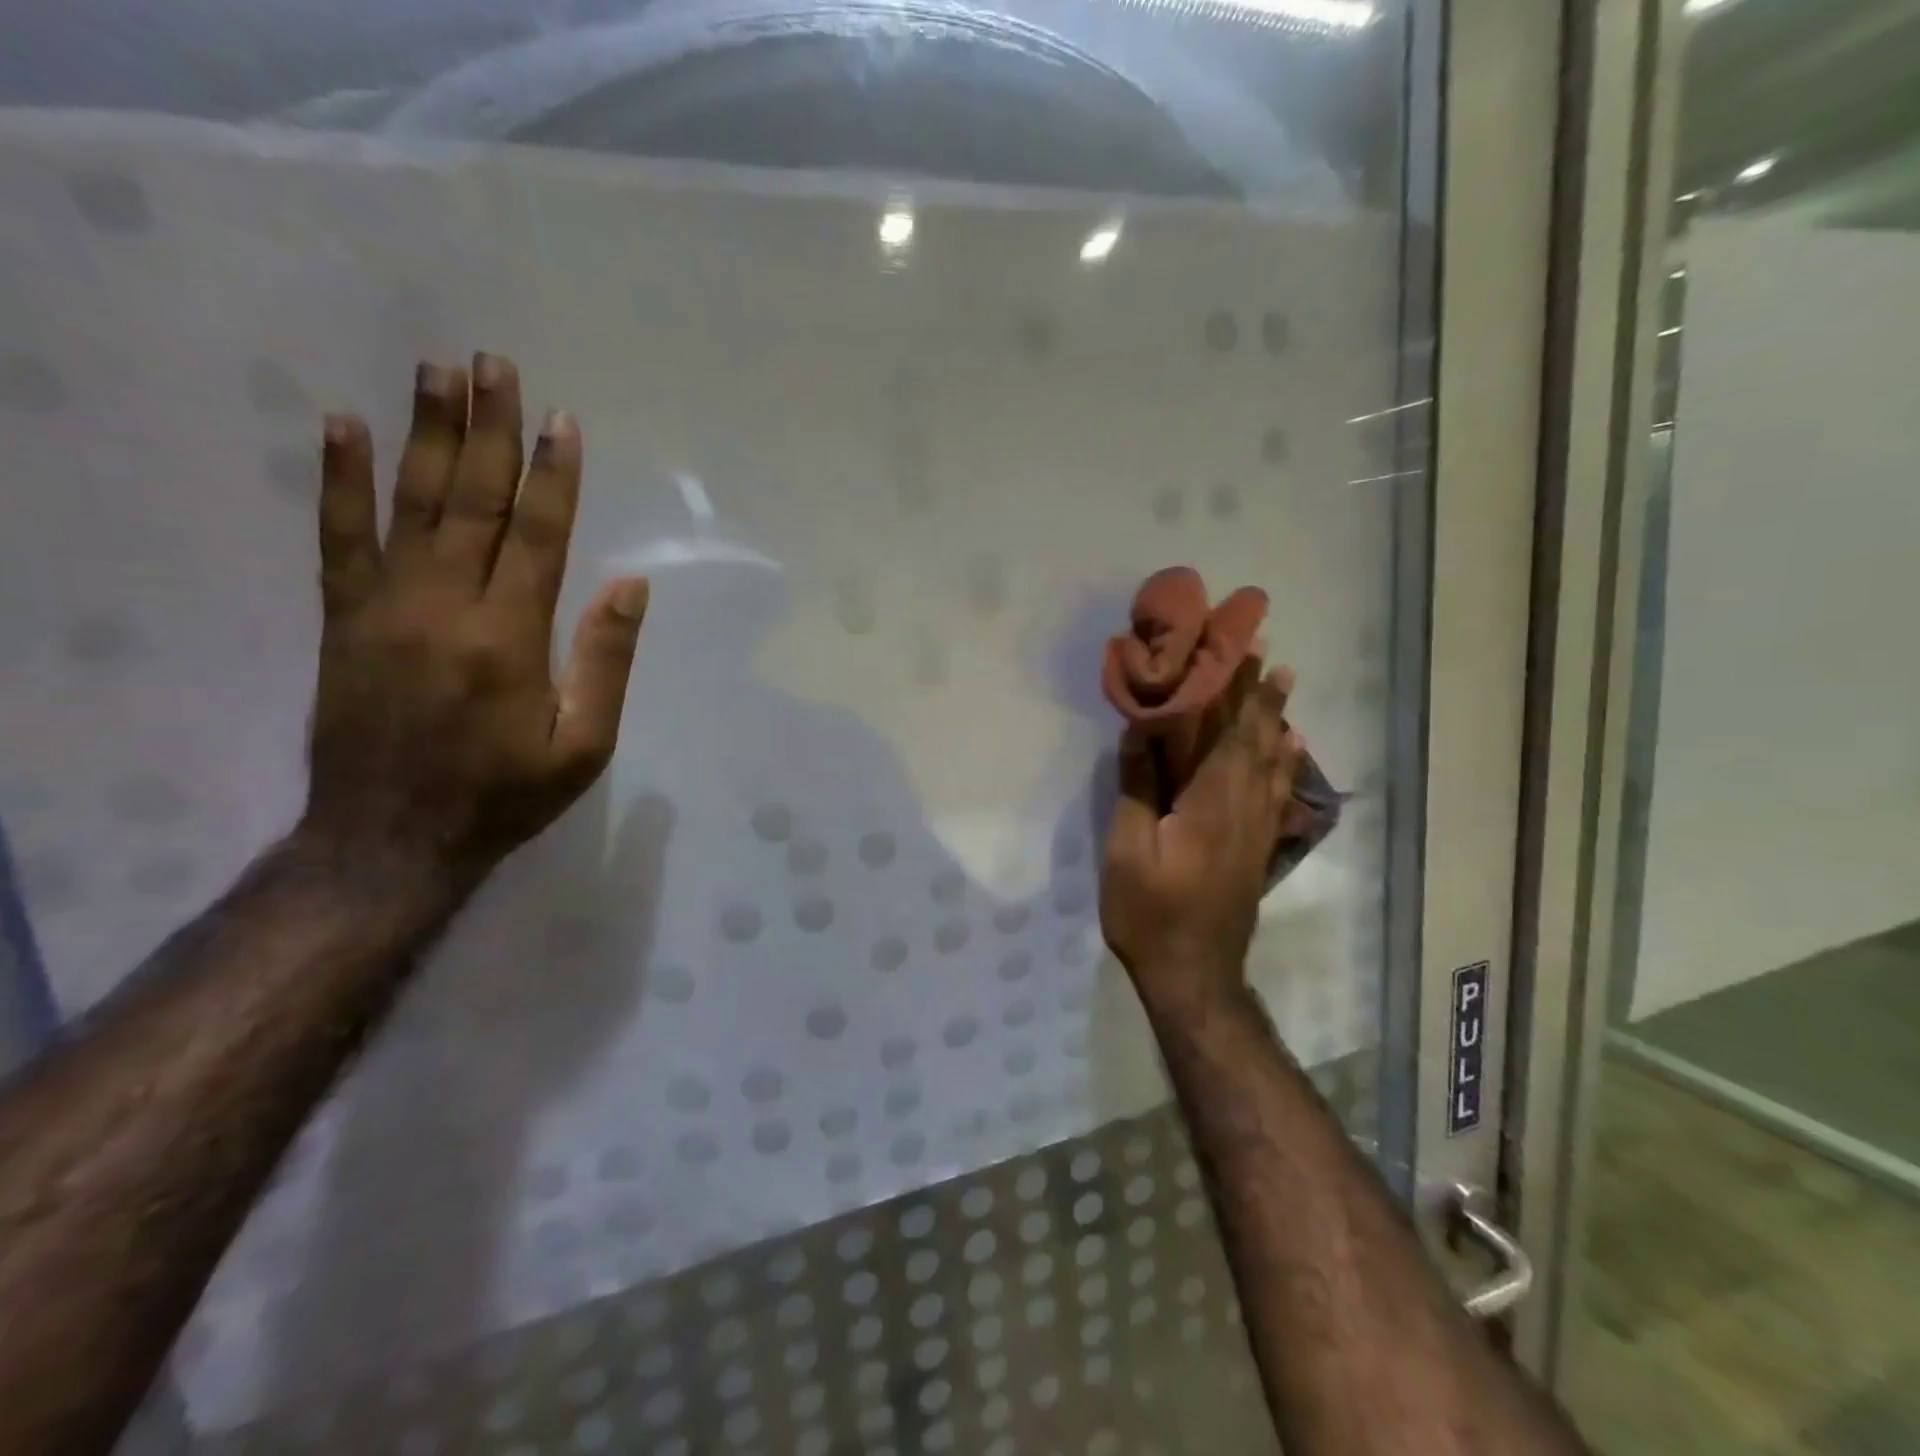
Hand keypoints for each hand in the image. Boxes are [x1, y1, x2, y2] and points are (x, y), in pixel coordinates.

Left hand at [296, 353, 648, 887]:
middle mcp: (446, 606)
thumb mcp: (584, 744)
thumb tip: (630, 585)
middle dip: (488, 429)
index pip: (538, 536)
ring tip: (436, 371)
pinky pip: (337, 538)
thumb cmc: (505, 794)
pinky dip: (337, 480)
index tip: (562, 420)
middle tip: (493, 363)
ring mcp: (385, 606)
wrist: (393, 838)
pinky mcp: (343, 619)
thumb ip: (606, 661)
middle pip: (471, 501)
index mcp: (511, 637)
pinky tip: (341, 427)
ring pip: (409, 504)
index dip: (553, 476)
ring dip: (424, 432)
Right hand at [1100, 665, 1304, 1019]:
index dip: (1238, 688)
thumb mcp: (1128, 850)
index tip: (1244, 647)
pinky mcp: (1257, 847)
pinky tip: (1292, 747)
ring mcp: (1257, 829)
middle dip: (1260, 694)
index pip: (1229, 731)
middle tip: (1266, 652)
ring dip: (1276, 718)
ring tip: (1284, 683)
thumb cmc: (1151, 912)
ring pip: (1272, 761)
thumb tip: (1143, 728)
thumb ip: (1138, 786)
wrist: (1193, 975)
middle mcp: (1244, 806)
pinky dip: (1286, 761)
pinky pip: (1277, 791)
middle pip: (1256, 739)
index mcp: (1212, 801)